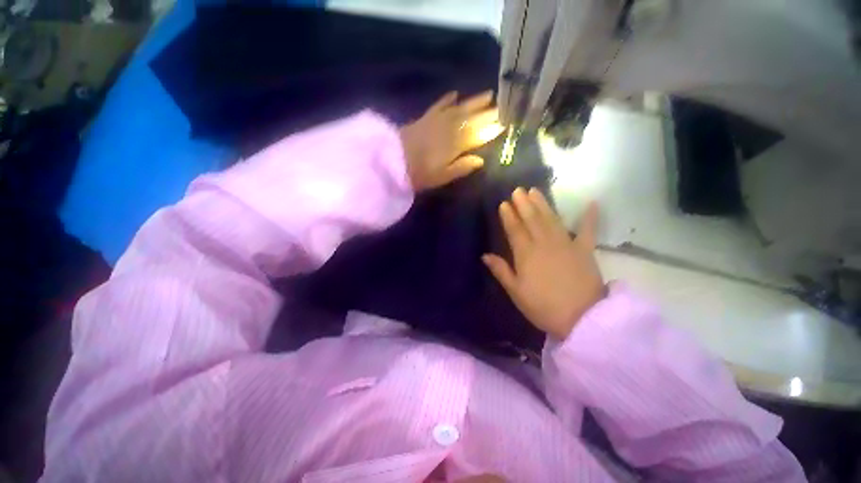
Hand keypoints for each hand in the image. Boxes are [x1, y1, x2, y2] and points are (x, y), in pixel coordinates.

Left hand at [400, 91, 501, 190]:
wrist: (392, 160)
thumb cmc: (419, 174)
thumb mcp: (442, 176)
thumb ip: (462, 167)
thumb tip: (480, 160)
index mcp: (456, 144)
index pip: (479, 133)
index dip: (492, 128)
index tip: (506, 122)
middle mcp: (450, 127)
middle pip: (473, 118)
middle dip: (489, 112)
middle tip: (504, 105)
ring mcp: (437, 120)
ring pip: (460, 107)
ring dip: (475, 101)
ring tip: (489, 94)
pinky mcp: (425, 117)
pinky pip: (440, 104)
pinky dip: (448, 99)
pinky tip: (455, 93)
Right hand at [483, 189, 604, 339]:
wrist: (582, 318)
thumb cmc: (543, 307)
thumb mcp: (516, 292)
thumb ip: (501, 271)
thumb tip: (485, 255)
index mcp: (526, 254)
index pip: (515, 230)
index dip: (509, 216)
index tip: (504, 203)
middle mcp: (544, 244)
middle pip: (532, 219)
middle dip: (524, 204)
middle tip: (518, 190)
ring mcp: (566, 244)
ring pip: (551, 219)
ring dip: (543, 204)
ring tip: (536, 191)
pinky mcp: (585, 250)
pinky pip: (588, 230)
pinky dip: (590, 217)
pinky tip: (592, 203)